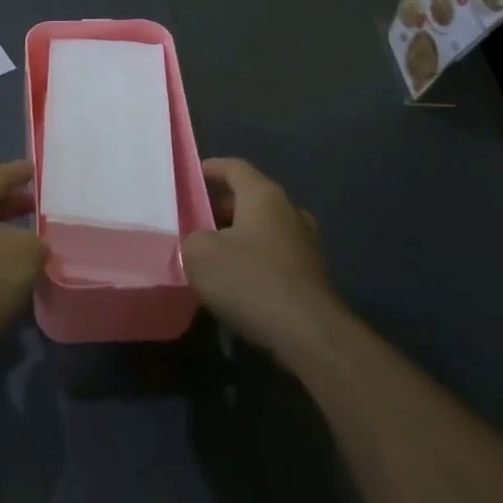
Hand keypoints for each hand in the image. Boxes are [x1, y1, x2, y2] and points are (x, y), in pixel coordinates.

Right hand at [182, 158, 339, 354]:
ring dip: (238, 237)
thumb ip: (192, 238)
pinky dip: (254, 262)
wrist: (308, 334)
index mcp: (264, 196)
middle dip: (220, 208)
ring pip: (263, 230)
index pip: (235, 168)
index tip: (191, 177)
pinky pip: (274, 257)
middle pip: (249, 199)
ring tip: (211, 255)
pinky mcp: (311, 276)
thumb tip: (201, 243)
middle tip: (194, 222)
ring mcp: (305, 245)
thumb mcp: (199, 254)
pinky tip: (235, 284)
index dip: (211, 169)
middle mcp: (289, 212)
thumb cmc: (250, 280)